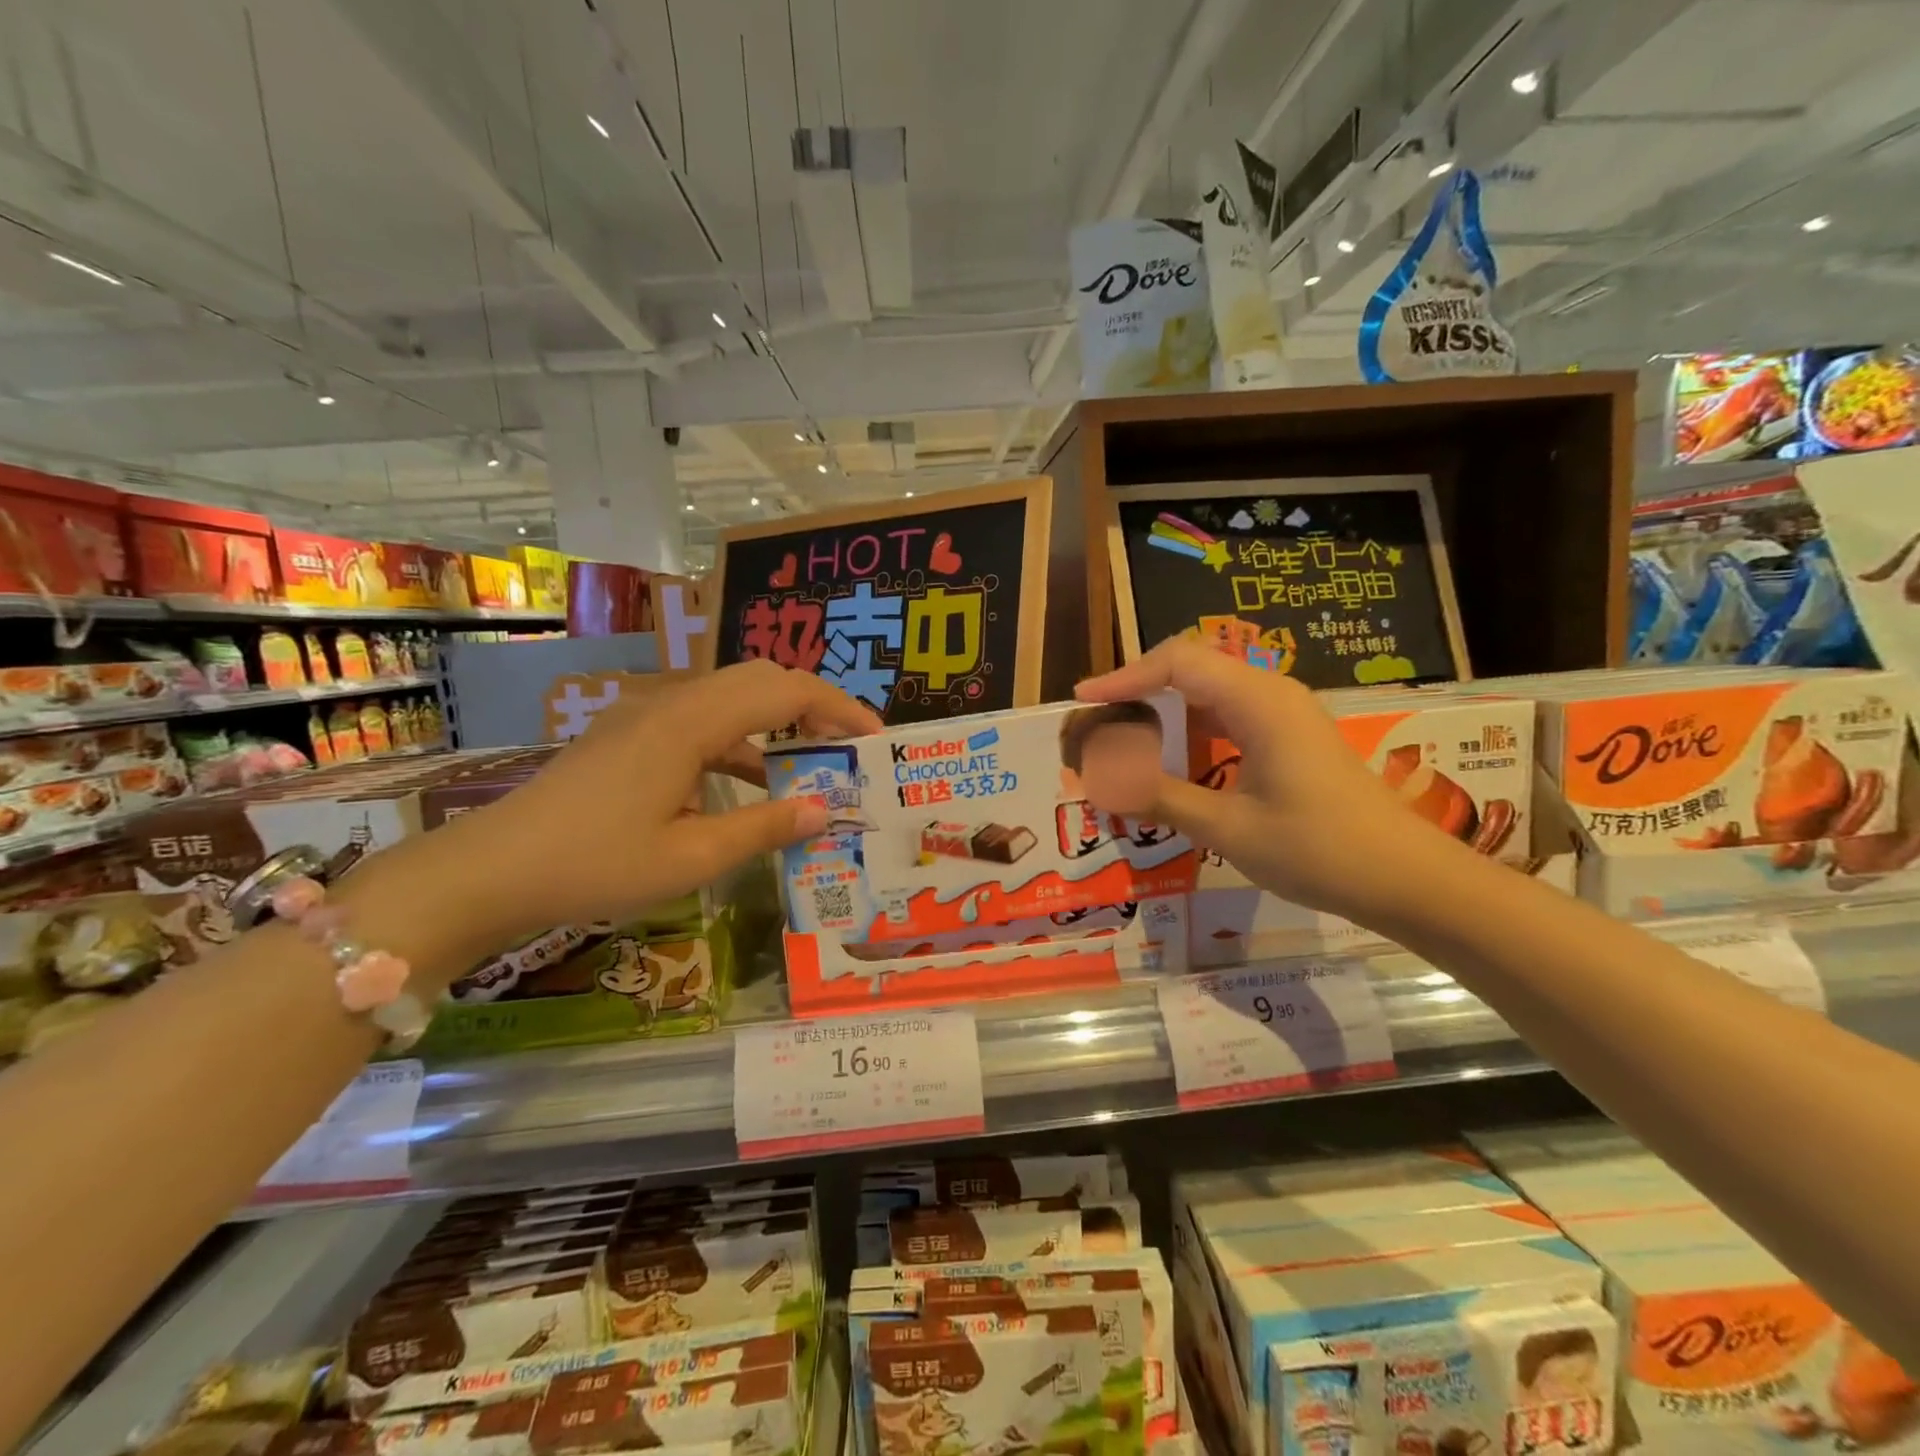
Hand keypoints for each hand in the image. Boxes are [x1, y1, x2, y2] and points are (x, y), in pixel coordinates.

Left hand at [469, 660, 882, 936]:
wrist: (491, 870)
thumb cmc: (595, 865)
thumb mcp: (691, 857)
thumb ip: (764, 828)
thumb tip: (825, 811)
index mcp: (690, 723)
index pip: (784, 690)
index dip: (838, 707)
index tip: (874, 738)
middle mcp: (671, 704)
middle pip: (759, 679)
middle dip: (812, 705)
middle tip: (847, 747)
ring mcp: (646, 717)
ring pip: (731, 699)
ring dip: (776, 723)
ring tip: (812, 765)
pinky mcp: (631, 736)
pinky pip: (702, 723)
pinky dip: (740, 742)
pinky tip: (752, 784)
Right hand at [1075, 640, 1461, 919]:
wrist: (1406, 879)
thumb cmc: (1319, 850)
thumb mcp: (1228, 828)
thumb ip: (1161, 797)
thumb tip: (1101, 779)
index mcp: (1258, 702)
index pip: (1177, 663)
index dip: (1125, 677)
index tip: (1084, 701)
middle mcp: (1270, 694)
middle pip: (1191, 666)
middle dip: (1139, 688)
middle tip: (1098, 720)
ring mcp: (1283, 714)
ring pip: (1209, 690)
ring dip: (1164, 709)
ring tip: (1123, 738)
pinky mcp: (1289, 737)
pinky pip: (1228, 716)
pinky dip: (1190, 730)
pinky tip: (1171, 759)